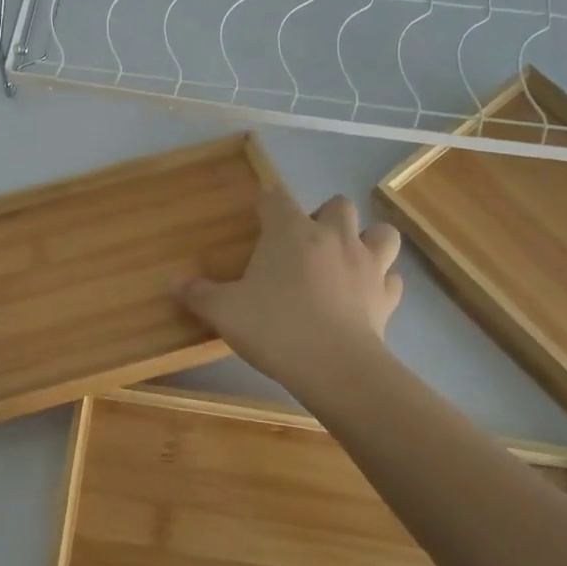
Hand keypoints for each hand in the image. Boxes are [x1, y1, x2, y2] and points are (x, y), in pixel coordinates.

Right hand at [178, 192, 402, 392]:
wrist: (334, 367)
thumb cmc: (274, 327)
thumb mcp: (225, 312)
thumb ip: (200, 295)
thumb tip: (175, 284)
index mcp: (290, 231)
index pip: (276, 198)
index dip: (267, 202)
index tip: (260, 213)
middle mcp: (332, 236)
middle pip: (337, 204)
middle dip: (324, 216)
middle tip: (307, 242)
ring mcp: (367, 264)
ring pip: (381, 232)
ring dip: (367, 239)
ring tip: (348, 258)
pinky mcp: (386, 296)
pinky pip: (391, 278)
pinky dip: (381, 281)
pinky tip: (367, 294)